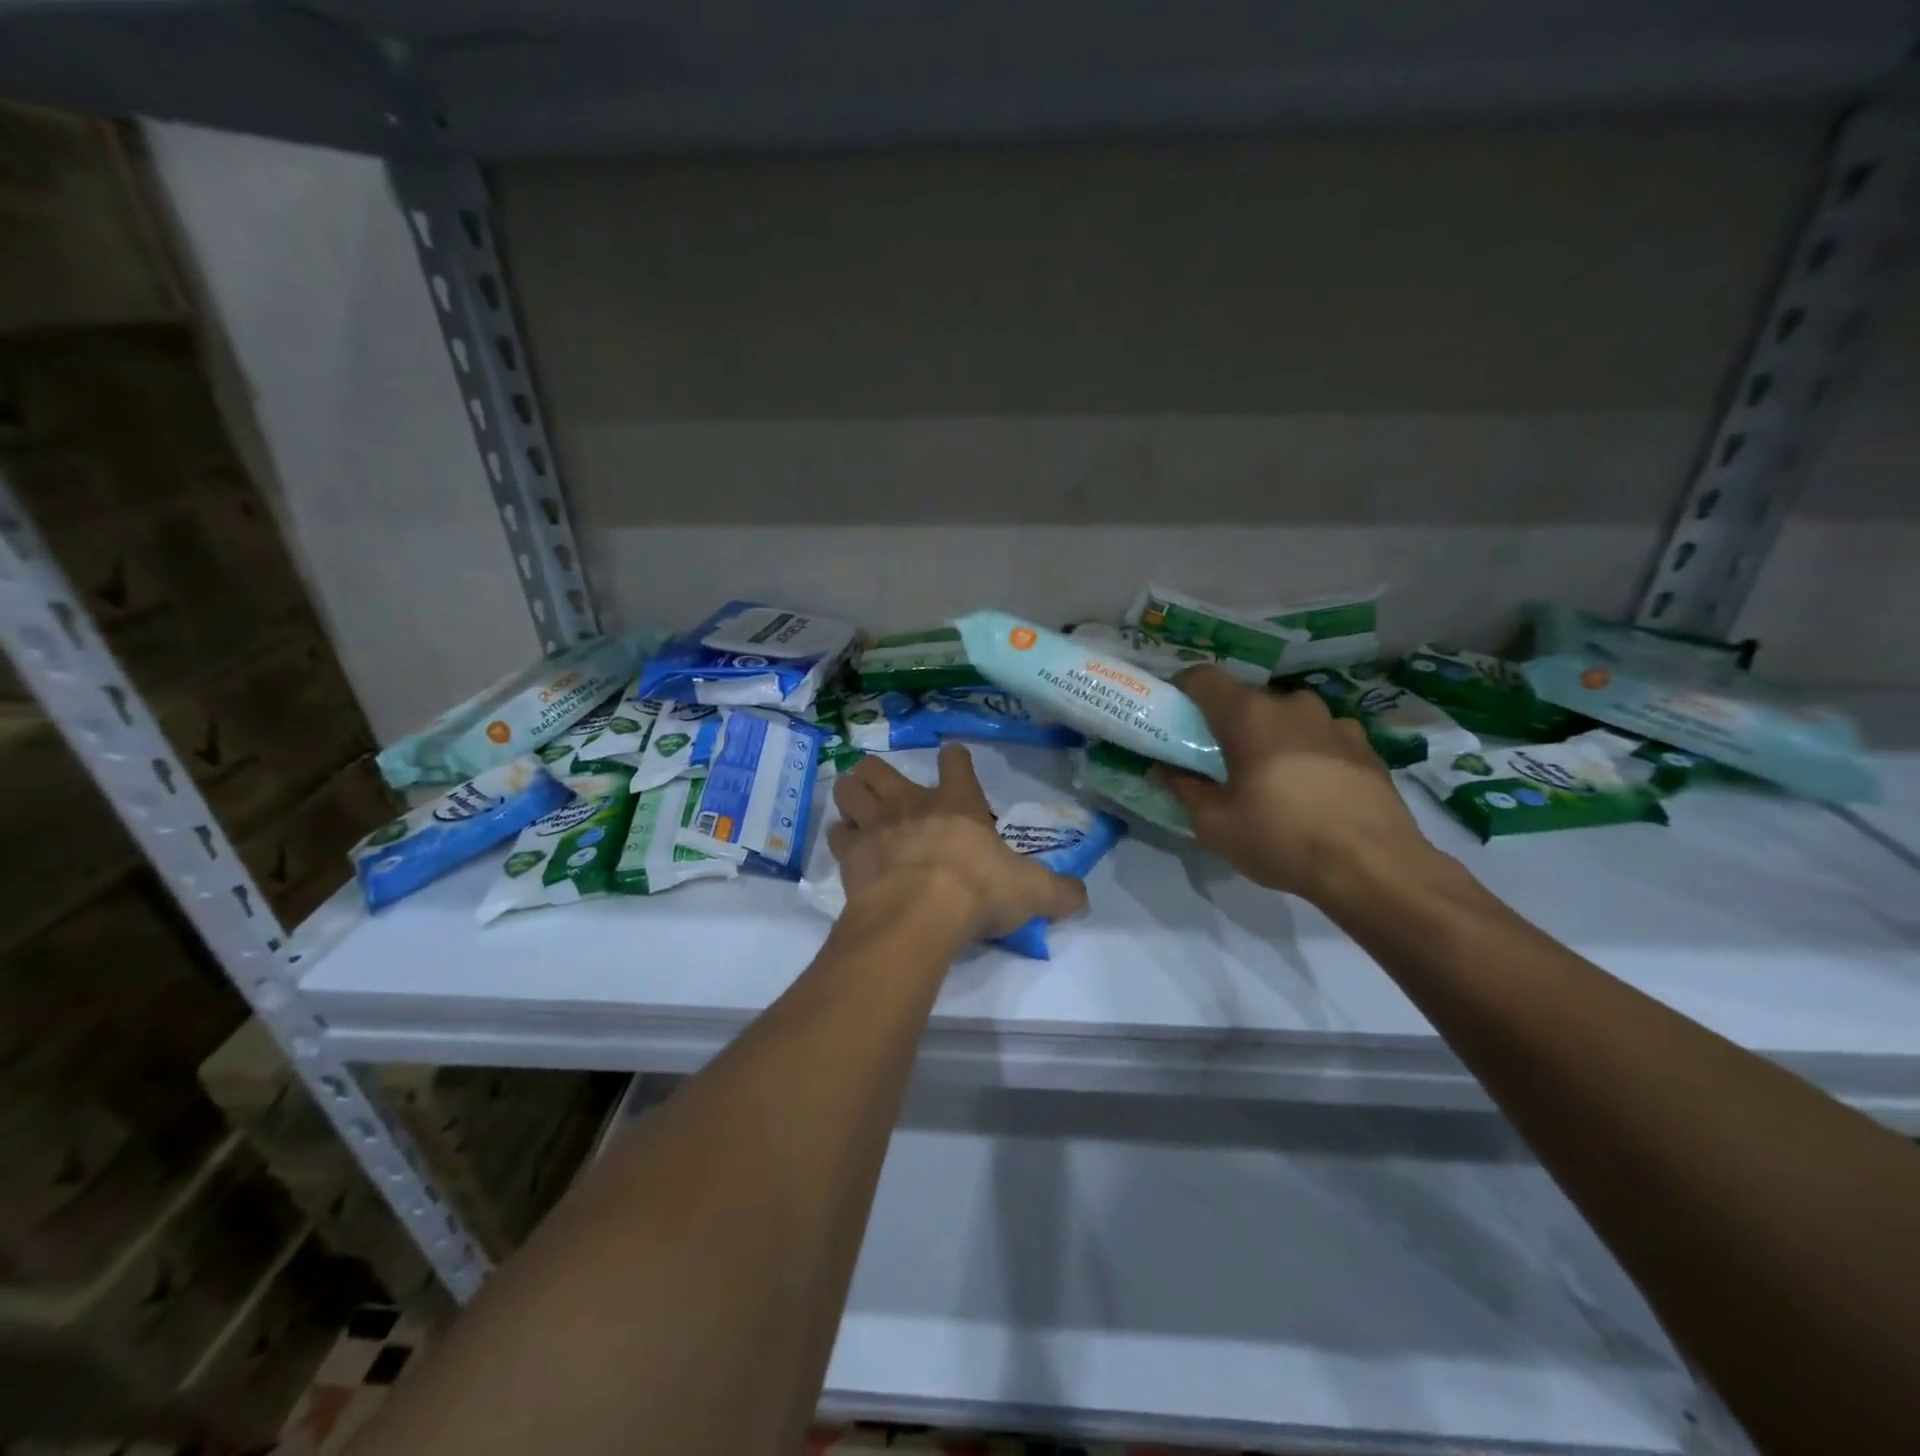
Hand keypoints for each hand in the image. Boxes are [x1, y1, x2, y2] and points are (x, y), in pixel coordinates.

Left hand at [830, 745, 1087, 942]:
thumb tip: (1083, 896)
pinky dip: (842, 838)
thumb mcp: (1032, 892)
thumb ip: (1060, 892)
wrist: (919, 915)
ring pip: (849, 789)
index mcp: (958, 804)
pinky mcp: (850, 853)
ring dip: (853, 796)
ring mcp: (876, 825)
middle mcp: (912, 804)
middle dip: (879, 774)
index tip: (954, 762)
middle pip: (879, 767)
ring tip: (861, 811)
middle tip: (888, 794)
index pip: (956, 762)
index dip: (955, 760)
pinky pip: (837, 833)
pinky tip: (851, 849)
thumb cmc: (978, 892)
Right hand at [1153, 666, 1433, 903]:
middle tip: (1218, 758)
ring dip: (1271, 736)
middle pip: (1247, 699)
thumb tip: (1163, 769)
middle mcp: (1292, 705)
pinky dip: (1307, 752)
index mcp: (1249, 715)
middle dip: (1227, 722)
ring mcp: (1334, 722)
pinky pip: (1322, 737)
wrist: (1373, 866)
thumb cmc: (1280, 838)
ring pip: (1287, 717)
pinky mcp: (1365, 746)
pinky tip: (1310, 789)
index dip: (1182, 689)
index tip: (1174, 715)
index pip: (1203, 677)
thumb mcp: (1214, 823)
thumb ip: (1184, 787)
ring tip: (1270, 777)